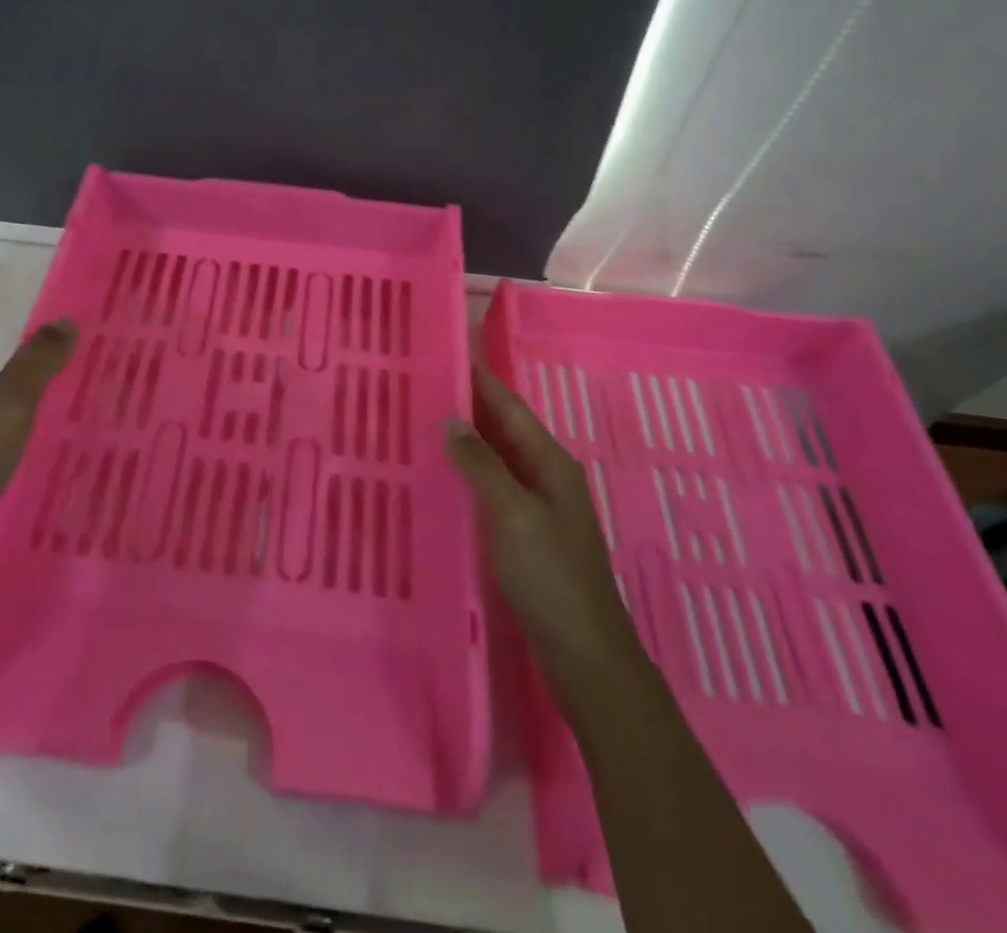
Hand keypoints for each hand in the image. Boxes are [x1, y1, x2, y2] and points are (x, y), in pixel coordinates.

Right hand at [445, 364, 631, 696]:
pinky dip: (468, 475)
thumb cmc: (550, 577)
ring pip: (495, 459)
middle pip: (503, 430)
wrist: (584, 655)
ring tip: (423, 421)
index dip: (481, 379)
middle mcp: (546, 477)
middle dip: (468, 405)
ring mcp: (536, 508)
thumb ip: (482, 465)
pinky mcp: (525, 535)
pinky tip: (442, 477)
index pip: (509, 407)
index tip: (449, 351)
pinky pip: (492, 489)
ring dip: (465, 440)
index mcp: (550, 463)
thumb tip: (452, 419)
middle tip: (422, 384)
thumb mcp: (512, 514)